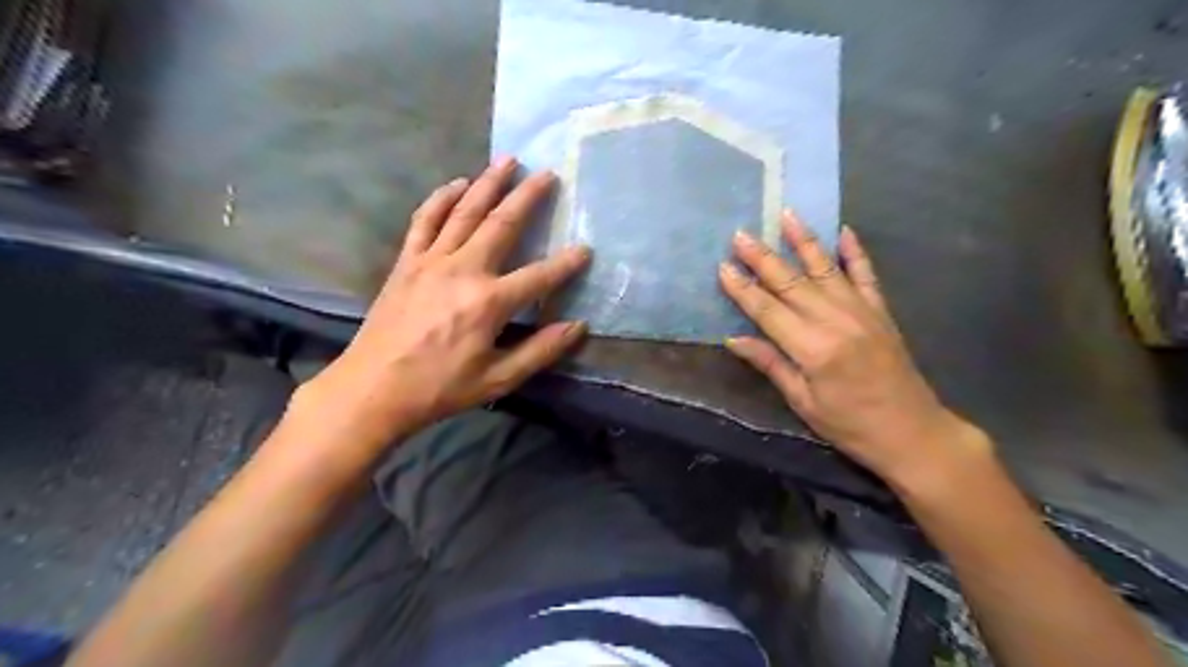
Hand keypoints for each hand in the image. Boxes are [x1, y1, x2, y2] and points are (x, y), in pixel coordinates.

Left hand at [299, 157, 589, 458]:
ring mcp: (431, 261)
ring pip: (464, 212)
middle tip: (547, 172)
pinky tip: (456, 183)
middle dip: (527, 197)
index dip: (566, 264)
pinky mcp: (407, 262)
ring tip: (507, 160)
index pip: (539, 277)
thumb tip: (577, 327)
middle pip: (501, 225)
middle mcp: (463, 270)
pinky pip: (425, 220)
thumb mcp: (497, 379)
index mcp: (489, 302)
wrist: (372, 389)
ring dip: (488, 184)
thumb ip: (540, 351)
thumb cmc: (439, 388)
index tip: (585, 249)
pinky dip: (441, 198)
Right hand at [714, 213, 984, 482]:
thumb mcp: (803, 401)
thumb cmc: (850, 425)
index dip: (743, 289)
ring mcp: (862, 311)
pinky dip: (855, 252)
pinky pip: (866, 275)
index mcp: (813, 348)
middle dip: (763, 258)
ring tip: (786, 215)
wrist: (912, 432)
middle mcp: (837, 321)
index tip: (722, 267)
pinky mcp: (881, 311)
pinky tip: (844, 231)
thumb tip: (734, 339)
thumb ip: (770, 364)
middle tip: (741, 234)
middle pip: (792, 282)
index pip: (768, 310)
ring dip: (804, 241)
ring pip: (826, 269)